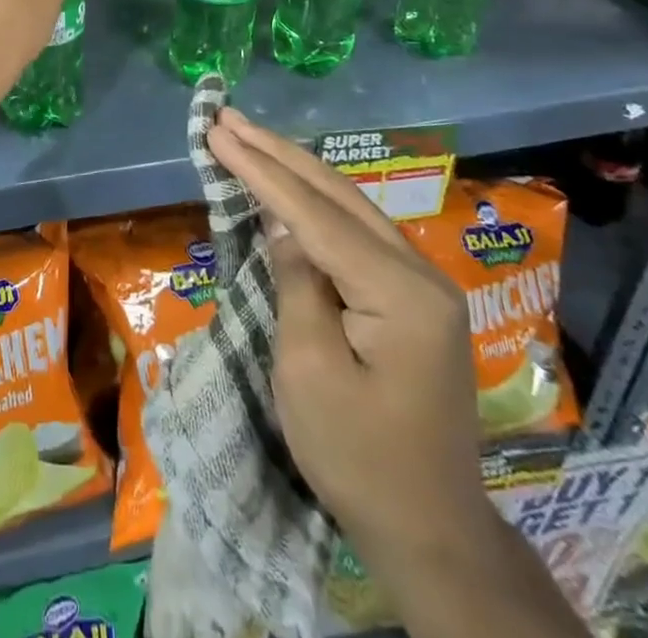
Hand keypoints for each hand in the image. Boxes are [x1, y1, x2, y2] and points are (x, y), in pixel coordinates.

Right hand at [205, 109, 486, 556]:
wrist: (429, 529)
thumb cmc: (358, 457)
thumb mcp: (308, 371)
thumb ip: (297, 283)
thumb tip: (282, 225)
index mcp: (400, 292)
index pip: (316, 214)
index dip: (260, 170)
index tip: (218, 132)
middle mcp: (420, 272)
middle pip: (337, 194)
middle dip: (277, 153)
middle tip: (228, 118)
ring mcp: (421, 284)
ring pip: (349, 206)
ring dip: (295, 170)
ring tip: (248, 137)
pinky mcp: (411, 298)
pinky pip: (356, 233)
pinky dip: (315, 203)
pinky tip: (289, 186)